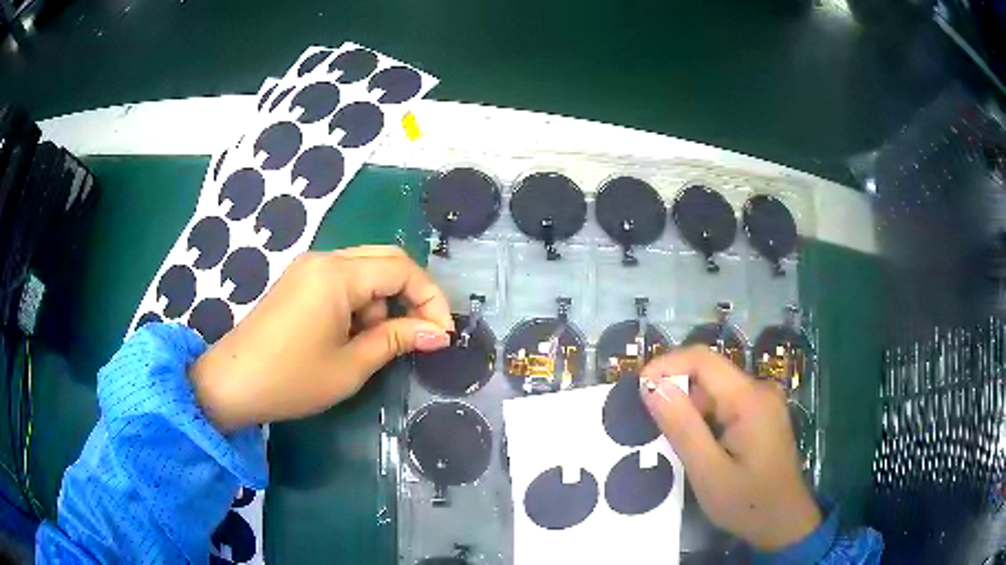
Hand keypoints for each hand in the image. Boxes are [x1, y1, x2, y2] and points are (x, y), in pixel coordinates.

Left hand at [190, 246, 453, 431]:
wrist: (233, 384)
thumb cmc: (292, 379)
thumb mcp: (351, 365)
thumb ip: (397, 340)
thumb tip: (438, 334)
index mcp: (337, 274)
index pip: (402, 269)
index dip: (430, 299)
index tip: (442, 335)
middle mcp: (324, 259)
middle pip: (385, 260)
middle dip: (411, 296)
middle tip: (422, 333)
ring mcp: (308, 268)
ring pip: (365, 270)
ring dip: (382, 302)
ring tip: (371, 344)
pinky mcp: (298, 281)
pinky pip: (343, 281)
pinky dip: (359, 303)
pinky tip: (348, 335)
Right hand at [639, 346, 820, 550]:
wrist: (784, 522)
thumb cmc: (747, 503)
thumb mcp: (708, 472)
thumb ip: (682, 427)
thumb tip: (651, 385)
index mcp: (749, 399)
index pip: (702, 360)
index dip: (666, 365)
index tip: (637, 390)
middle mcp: (759, 390)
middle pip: (708, 374)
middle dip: (675, 393)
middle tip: (650, 428)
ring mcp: (763, 402)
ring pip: (715, 391)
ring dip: (688, 409)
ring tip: (670, 443)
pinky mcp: (761, 415)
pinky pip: (725, 405)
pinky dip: (703, 419)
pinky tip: (696, 446)